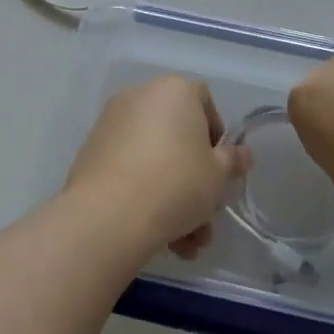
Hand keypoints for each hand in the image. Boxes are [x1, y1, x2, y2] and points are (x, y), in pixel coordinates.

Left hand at [65, 76, 250, 255]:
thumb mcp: (218, 175)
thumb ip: (232, 161)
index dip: (216, 134)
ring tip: (185, 243)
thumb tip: (242, 154)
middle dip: (194, 176)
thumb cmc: (177, 183)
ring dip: (173, 197)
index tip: (220, 167)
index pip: (203, 100)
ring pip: (154, 158)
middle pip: (177, 135)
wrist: (110, 214)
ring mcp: (111, 123)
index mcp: (174, 90)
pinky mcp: (91, 152)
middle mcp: (140, 97)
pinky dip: (144, 194)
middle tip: (204, 212)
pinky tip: (160, 236)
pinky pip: (129, 168)